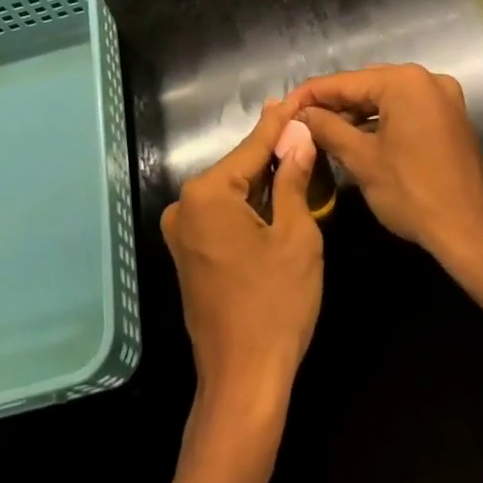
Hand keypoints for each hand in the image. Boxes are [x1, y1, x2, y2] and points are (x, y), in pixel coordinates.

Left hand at [160, 100, 323, 408]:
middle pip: (237, 167)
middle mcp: (185, 206)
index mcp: (207, 194)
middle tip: (300, 127)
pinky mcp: (187, 254)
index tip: (294, 100)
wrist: (244, 382)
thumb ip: (292, 179)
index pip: (251, 147)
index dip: (278, 125)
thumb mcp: (296, 235)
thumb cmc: (275, 305)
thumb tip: (297, 138)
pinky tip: (273, 192)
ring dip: (260, 178)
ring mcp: (182, 232)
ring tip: (293, 151)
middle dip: (270, 151)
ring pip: (230, 192)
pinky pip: (221, 215)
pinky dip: (247, 205)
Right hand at [290, 64, 482, 264]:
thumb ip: (328, 129)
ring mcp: (442, 97)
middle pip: (366, 85)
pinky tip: (357, 138)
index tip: (284, 107)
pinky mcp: (450, 117)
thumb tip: (301, 115)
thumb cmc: (413, 193)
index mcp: (404, 81)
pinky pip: (405, 110)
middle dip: (333, 104)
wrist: (472, 233)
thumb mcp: (362, 160)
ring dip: (356, 114)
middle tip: (301, 121)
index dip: (310, 95)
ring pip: (386, 98)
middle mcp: (426, 79)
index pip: (344, 81)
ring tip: (323, 132)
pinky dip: (381, 122)